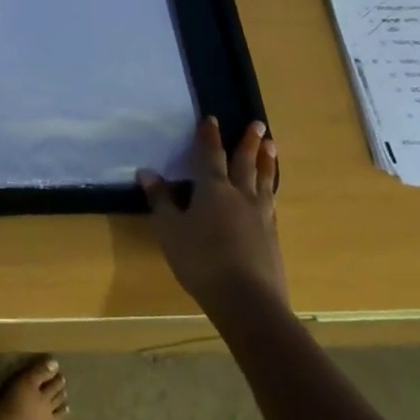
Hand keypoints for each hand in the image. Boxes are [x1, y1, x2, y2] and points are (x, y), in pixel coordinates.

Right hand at [138, 117, 286, 309]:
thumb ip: (160, 200)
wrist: (248, 301)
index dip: (209, 136)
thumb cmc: (201, 260)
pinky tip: (271, 194)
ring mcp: (261, 216)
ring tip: (271, 147)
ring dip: (266, 163)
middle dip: (248, 142)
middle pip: (245, 163)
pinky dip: (271, 191)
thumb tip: (146, 172)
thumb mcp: (170, 230)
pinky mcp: (272, 238)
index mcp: (213, 188)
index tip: (212, 118)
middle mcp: (240, 195)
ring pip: (264, 181)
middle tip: (258, 123)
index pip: (210, 155)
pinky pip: (272, 204)